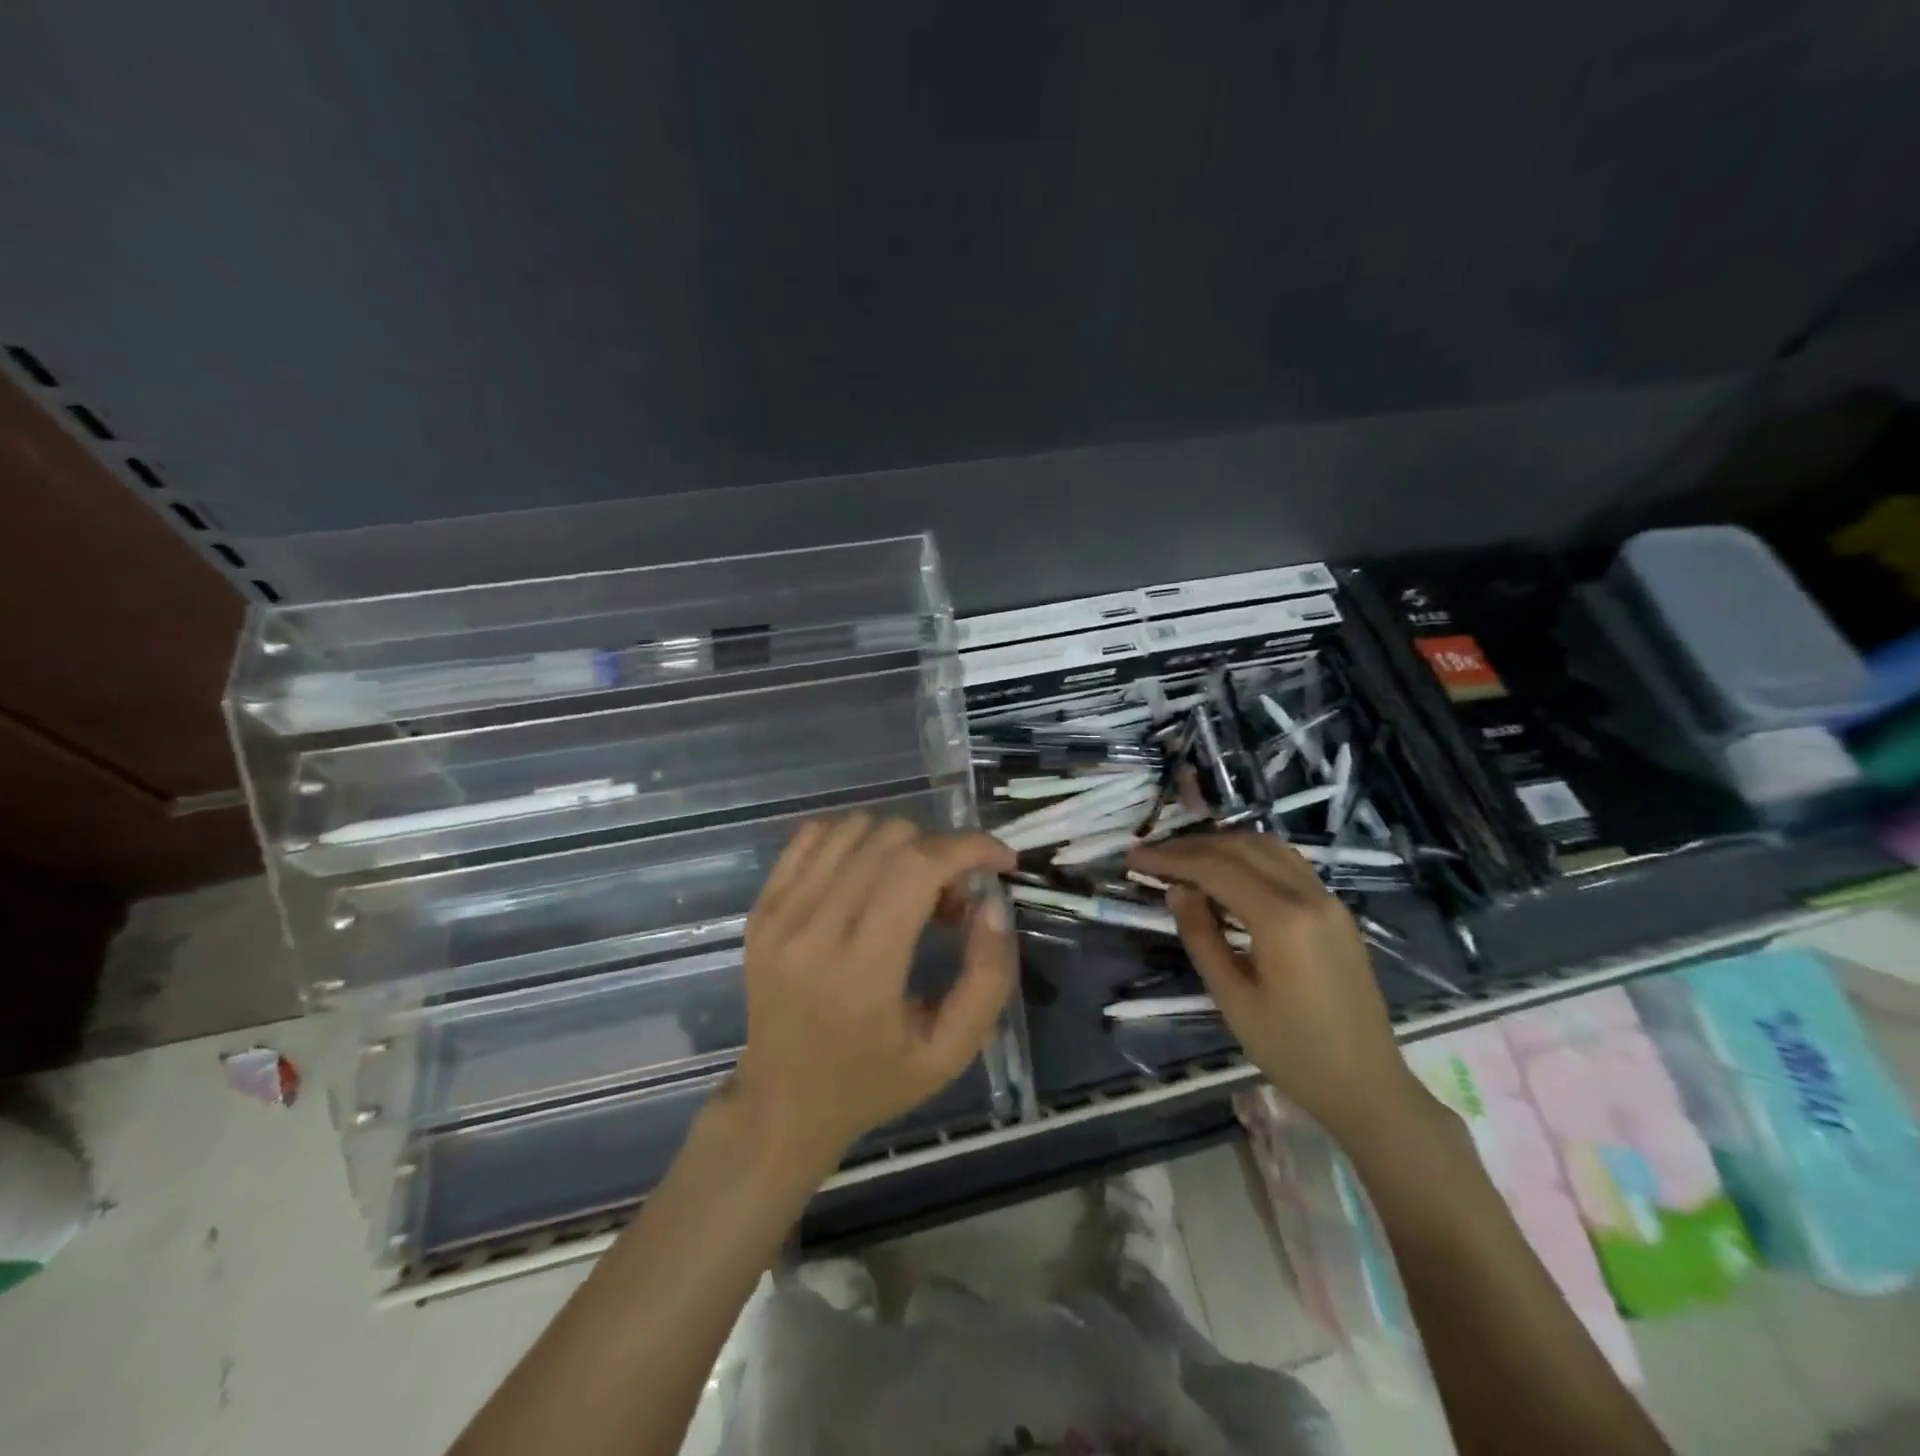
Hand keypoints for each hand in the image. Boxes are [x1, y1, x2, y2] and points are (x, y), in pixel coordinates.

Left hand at [730, 814, 1017, 1174]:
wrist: (782, 1104)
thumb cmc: (874, 1083)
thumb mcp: (950, 1053)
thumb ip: (987, 979)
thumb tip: (993, 904)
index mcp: (861, 971)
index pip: (918, 867)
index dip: (969, 847)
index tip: (1001, 859)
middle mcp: (812, 930)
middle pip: (890, 839)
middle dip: (940, 852)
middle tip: (954, 898)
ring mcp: (778, 914)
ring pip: (854, 828)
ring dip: (899, 844)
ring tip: (911, 889)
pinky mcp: (761, 909)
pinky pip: (813, 837)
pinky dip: (854, 841)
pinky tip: (869, 877)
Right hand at [1127, 833, 1428, 1144]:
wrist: (1367, 1086)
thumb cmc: (1293, 1052)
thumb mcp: (1232, 999)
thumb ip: (1201, 936)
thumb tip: (1176, 889)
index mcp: (1282, 920)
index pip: (1215, 869)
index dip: (1170, 858)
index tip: (1133, 858)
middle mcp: (1309, 895)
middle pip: (1240, 848)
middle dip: (1190, 846)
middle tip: (1151, 856)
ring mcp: (1328, 899)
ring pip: (1267, 847)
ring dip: (1220, 845)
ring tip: (1183, 858)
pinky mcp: (1336, 910)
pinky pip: (1287, 862)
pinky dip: (1249, 855)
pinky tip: (1226, 870)